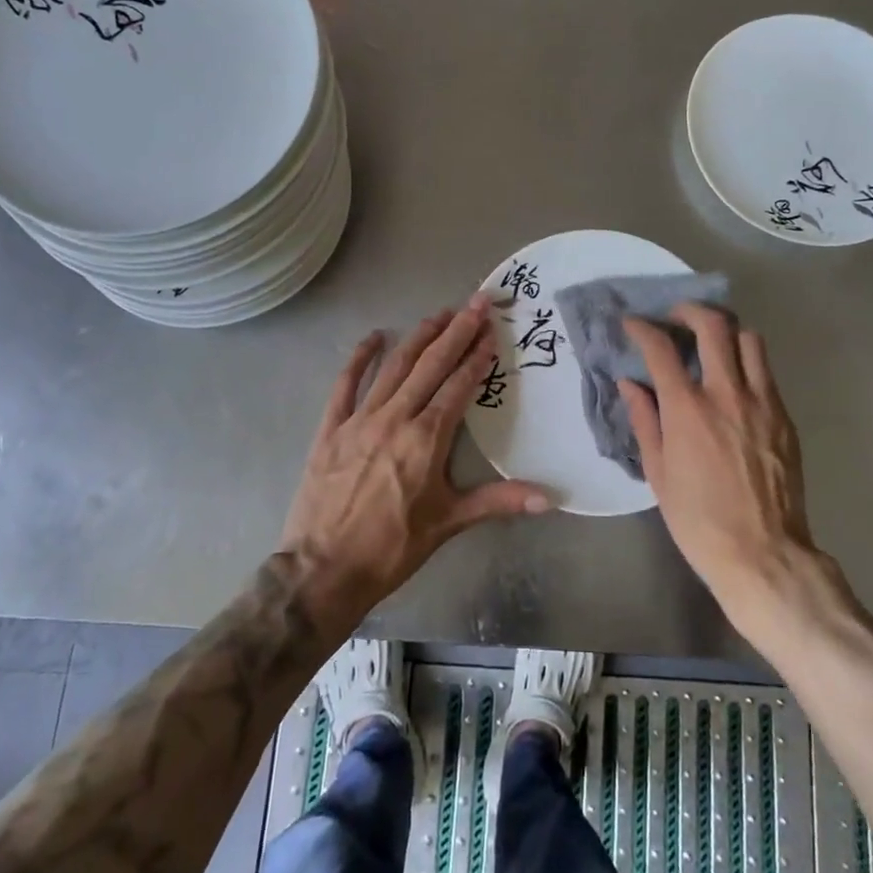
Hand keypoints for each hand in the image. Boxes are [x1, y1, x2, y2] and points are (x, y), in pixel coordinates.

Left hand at [280, 295, 553, 621]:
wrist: (323, 570)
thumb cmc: (392, 548)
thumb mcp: (448, 524)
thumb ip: (497, 502)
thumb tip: (548, 498)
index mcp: (426, 439)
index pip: (458, 386)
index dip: (477, 356)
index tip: (492, 330)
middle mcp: (395, 418)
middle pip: (431, 365)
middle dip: (456, 331)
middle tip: (477, 302)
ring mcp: (359, 419)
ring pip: (394, 367)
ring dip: (419, 337)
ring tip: (440, 314)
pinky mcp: (331, 428)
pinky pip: (345, 384)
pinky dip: (359, 358)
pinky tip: (373, 336)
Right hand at [621, 306, 835, 625]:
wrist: (764, 554)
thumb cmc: (698, 520)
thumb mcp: (658, 473)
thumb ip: (644, 420)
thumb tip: (630, 384)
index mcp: (687, 408)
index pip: (661, 348)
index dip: (643, 328)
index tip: (633, 323)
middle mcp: (726, 393)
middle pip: (713, 326)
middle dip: (690, 311)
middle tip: (677, 318)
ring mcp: (762, 402)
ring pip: (750, 339)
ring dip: (727, 332)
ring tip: (713, 344)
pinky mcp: (785, 417)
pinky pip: (766, 372)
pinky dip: (747, 363)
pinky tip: (735, 382)